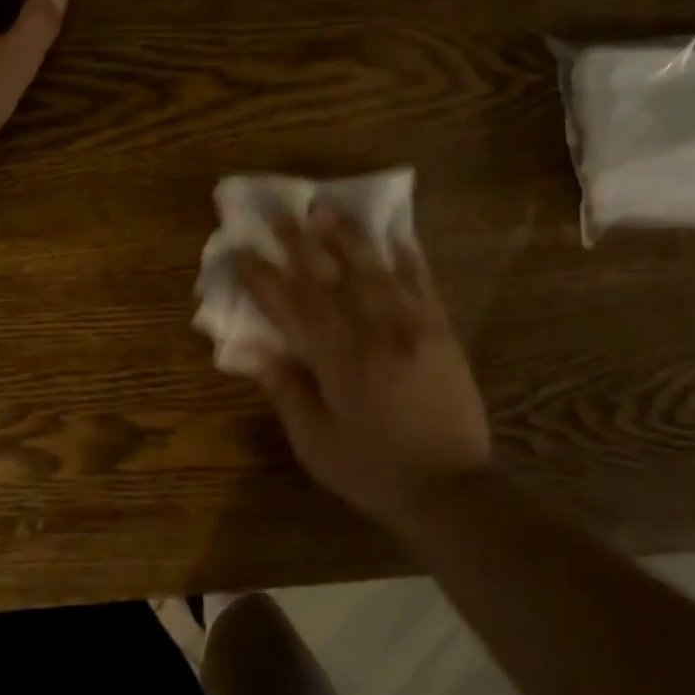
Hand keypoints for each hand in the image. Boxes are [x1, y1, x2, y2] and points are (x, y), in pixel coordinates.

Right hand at [240, 207, 491, 529]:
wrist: (451, 488)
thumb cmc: (373, 469)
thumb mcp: (316, 443)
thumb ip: (286, 391)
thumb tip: (253, 349)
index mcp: (337, 360)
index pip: (291, 306)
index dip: (263, 278)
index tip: (242, 252)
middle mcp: (372, 331)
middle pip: (329, 276)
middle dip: (300, 242)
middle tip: (281, 213)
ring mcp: (411, 325)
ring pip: (372, 269)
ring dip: (346, 236)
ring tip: (325, 207)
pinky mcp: (441, 330)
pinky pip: (422, 283)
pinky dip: (408, 257)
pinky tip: (396, 234)